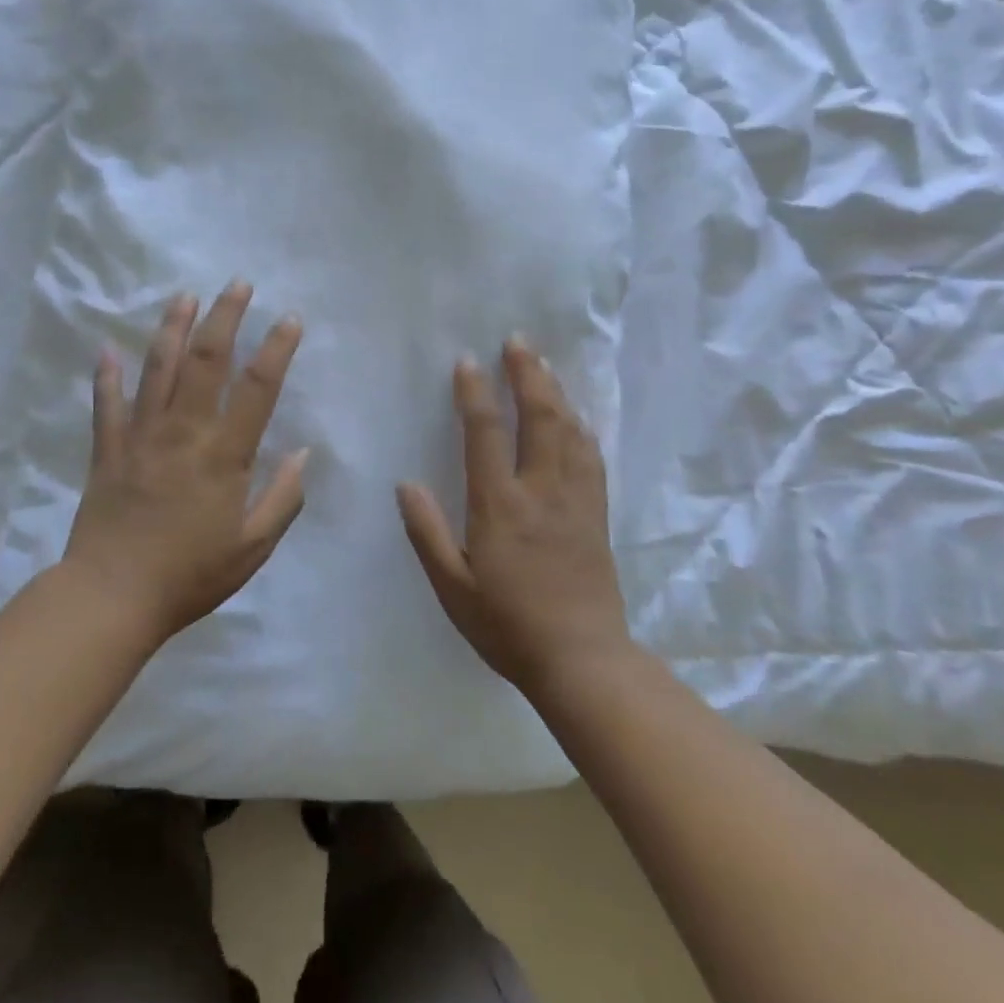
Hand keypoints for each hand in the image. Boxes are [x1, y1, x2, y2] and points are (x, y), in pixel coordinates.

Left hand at [64, 283, 309, 642]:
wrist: (113, 597)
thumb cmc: (190, 574)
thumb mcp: (253, 548)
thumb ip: (283, 498)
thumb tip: (303, 453)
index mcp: (223, 455)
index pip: (257, 389)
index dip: (276, 349)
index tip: (290, 318)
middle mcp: (183, 432)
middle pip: (205, 361)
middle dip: (224, 317)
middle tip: (237, 284)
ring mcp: (140, 436)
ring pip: (157, 369)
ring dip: (172, 328)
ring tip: (185, 296)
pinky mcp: (108, 449)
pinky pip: (107, 404)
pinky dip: (106, 375)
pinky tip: (108, 348)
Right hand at [398, 338, 629, 695]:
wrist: (582, 661)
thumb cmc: (507, 626)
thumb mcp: (452, 588)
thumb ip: (426, 533)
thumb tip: (406, 484)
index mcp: (500, 505)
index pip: (485, 434)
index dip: (475, 393)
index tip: (467, 363)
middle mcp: (541, 491)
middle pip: (539, 417)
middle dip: (528, 374)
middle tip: (518, 341)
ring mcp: (575, 500)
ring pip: (570, 431)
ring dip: (556, 392)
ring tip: (544, 365)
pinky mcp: (597, 515)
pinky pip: (591, 457)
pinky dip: (581, 427)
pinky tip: (576, 416)